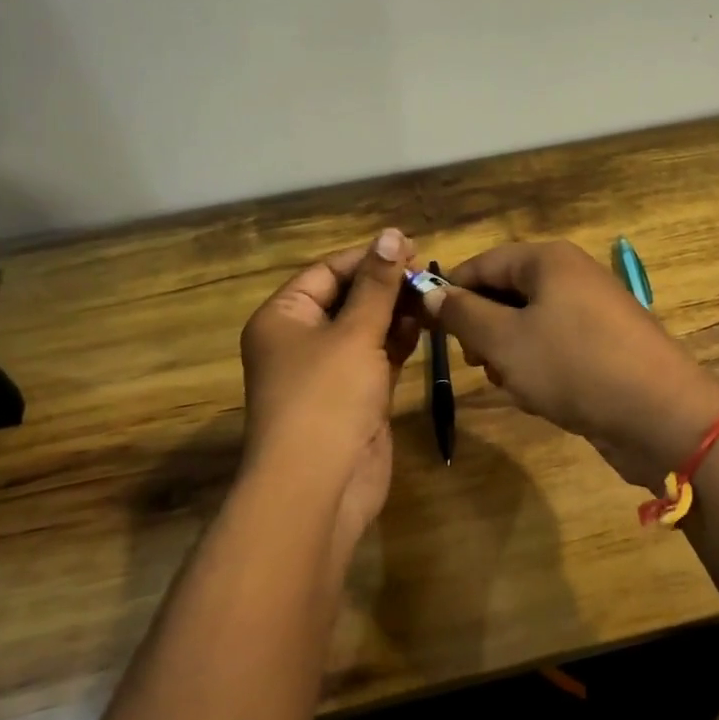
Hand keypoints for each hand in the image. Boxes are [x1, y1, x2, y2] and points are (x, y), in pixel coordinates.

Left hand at [239, 230, 419, 534]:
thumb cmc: (327, 398)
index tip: (411, 247)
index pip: (327, 271)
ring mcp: (327, 371)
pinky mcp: (353, 396)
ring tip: (434, 295)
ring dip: (396, 312)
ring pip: (364, 328)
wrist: (319, 486)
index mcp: (284, 317)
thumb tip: (391, 233)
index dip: (368, 258)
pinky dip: (398, 341)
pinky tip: (427, 325)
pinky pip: (376, 357)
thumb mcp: (354, 333)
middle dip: (386, 285)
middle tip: (430, 273)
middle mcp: (300, 340)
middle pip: (347, 298)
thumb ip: (378, 285)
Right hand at [426, 241, 718, 486]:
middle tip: (478, 363)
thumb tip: (430, 292)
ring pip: (529, 326)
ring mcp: (593, 313)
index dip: (451, 293)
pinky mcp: (606, 347)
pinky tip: (543, 398)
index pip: (483, 263)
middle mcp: (572, 277)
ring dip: (511, 356)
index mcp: (549, 260)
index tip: (428, 328)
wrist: (661, 416)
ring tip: (515, 385)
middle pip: (507, 293)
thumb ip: (463, 314)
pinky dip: (541, 370)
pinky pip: (556, 349)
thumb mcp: (505, 340)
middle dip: (484, 330)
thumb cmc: (573, 366)